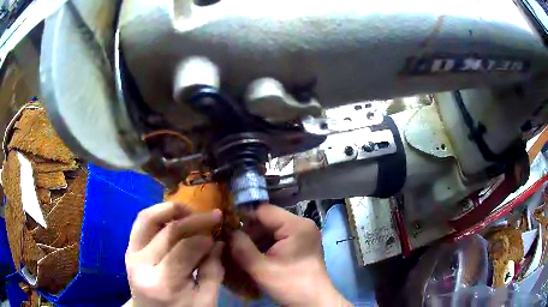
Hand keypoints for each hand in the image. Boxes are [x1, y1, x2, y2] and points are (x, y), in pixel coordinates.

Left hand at [125, 202, 223, 306]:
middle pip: (167, 232)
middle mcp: (142, 265)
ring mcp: (131, 255)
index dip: (204, 237)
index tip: (218, 232)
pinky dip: (157, 214)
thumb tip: (218, 242)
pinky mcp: (129, 250)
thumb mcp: (205, 300)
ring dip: (170, 209)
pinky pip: (141, 223)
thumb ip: (212, 271)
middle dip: (194, 220)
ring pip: (147, 219)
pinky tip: (173, 216)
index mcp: (163, 283)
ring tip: (191, 210)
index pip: (184, 249)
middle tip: (213, 216)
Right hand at [231, 204, 350, 306]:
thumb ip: (241, 248)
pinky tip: (258, 257)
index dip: (243, 219)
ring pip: (272, 230)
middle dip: (250, 233)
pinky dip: (267, 246)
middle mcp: (302, 224)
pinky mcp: (303, 244)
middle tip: (235, 246)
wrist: (314, 302)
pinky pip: (279, 238)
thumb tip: (229, 232)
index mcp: (296, 225)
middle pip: (268, 220)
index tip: (227, 230)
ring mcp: (304, 234)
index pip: (263, 211)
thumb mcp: (261, 269)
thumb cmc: (291, 285)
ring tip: (245, 253)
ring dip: (257, 240)